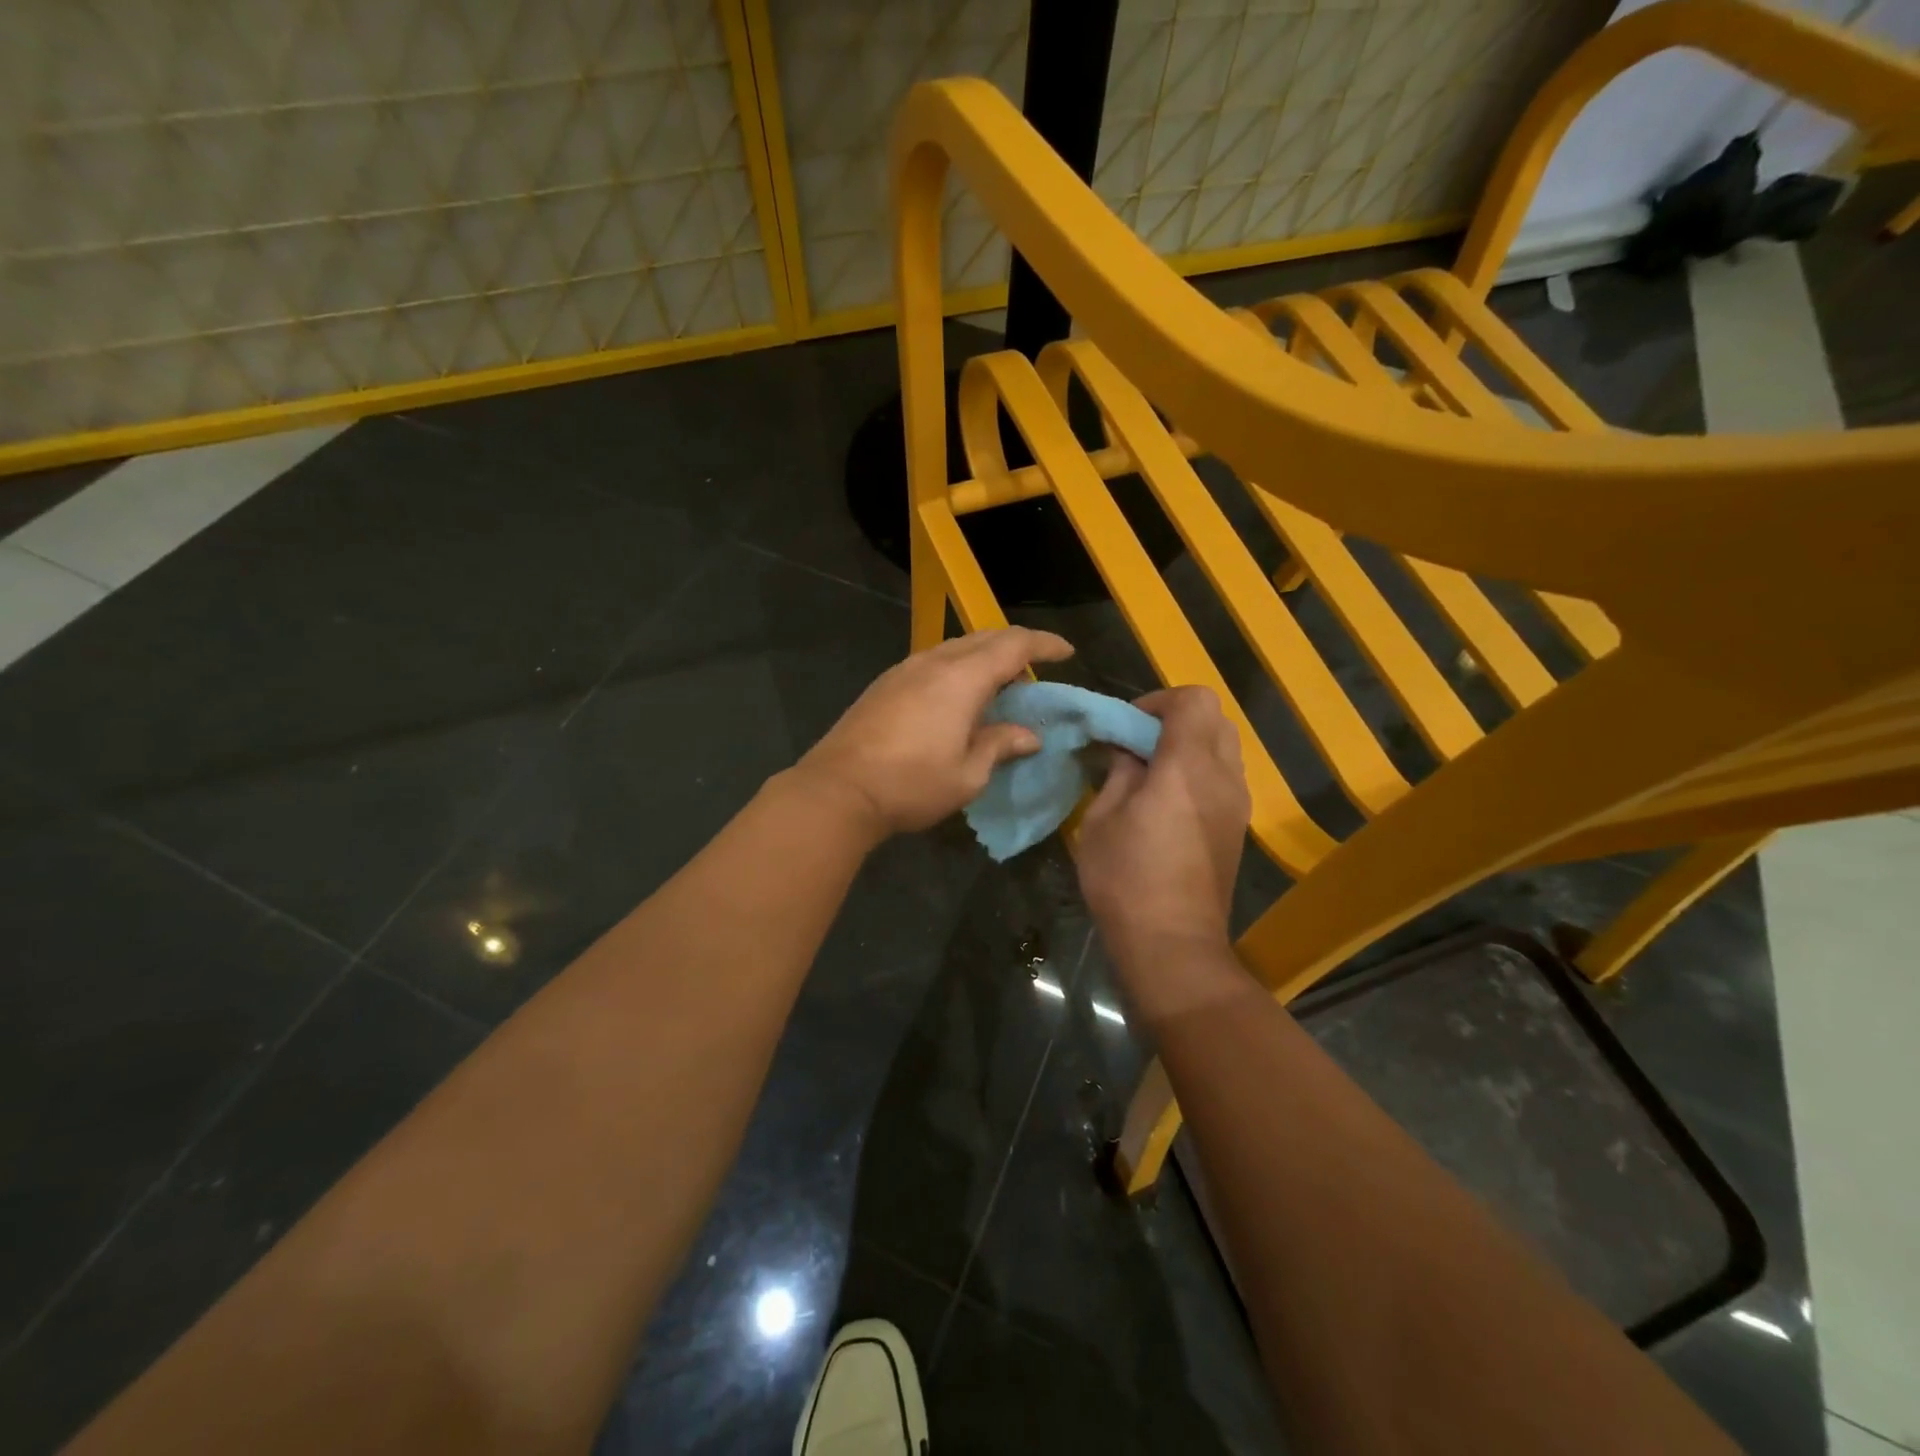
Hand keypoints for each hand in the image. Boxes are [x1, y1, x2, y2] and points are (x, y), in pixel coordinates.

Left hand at [796, 628, 1074, 839]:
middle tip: (1036, 667)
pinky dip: (958, 667)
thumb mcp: (967, 774)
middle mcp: (934, 662)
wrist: (839, 789)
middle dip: (1015, 646)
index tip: (1067, 652)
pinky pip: (933, 661)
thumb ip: (1000, 745)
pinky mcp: (885, 684)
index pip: (1014, 646)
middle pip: (983, 638)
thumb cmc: (911, 785)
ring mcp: (904, 670)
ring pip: (955, 647)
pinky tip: (959, 694)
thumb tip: (1029, 736)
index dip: (1044, 645)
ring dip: (984, 656)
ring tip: (1000, 681)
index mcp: (962, 678)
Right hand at [1076, 686, 1250, 986]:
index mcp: (1187, 766)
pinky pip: (1225, 776)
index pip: (1192, 700)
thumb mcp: (1103, 819)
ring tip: (1151, 772)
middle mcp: (1223, 776)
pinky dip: (1199, 770)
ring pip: (1224, 746)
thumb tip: (1126, 751)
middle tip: (1138, 743)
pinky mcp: (1238, 826)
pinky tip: (1168, 800)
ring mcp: (1238, 803)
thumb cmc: (1126, 879)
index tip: (1126, 725)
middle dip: (1175, 718)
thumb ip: (1119, 772)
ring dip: (1189, 744)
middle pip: (1215, 717)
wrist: (1173, 945)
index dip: (1157, 700)